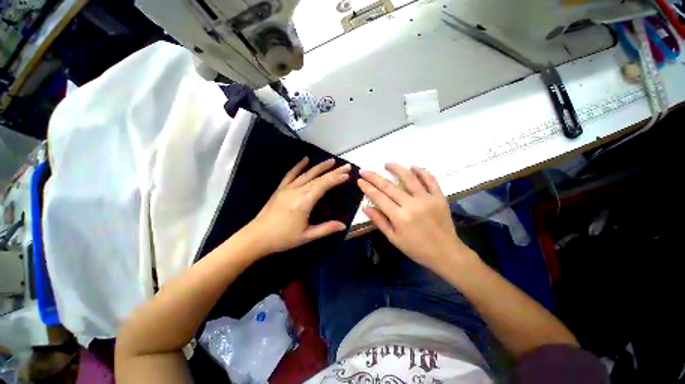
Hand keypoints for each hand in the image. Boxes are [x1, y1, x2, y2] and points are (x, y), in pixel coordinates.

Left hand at [243, 157, 351, 255]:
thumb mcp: (307, 236)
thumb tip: (344, 225)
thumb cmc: (283, 238)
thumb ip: (326, 229)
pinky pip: (290, 174)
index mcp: (305, 201)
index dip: (336, 179)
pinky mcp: (280, 189)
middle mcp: (297, 190)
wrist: (257, 237)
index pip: (324, 185)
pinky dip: (298, 166)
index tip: (347, 175)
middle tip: (346, 166)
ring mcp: (288, 188)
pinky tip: (305, 159)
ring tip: (331, 160)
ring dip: (320, 166)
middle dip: (333, 171)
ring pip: (307, 173)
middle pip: (318, 178)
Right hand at [357, 164, 472, 270]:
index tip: (360, 180)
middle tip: (365, 170)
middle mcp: (412, 205)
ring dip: (397, 168)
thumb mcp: (394, 238)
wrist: (446, 253)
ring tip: (387, 164)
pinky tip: (413, 167)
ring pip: (409, 178)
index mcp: (399, 217)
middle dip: (375, 177)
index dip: (368, 188)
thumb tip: (366, 207)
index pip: (379, 197)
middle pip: (390, 186)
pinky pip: (430, 180)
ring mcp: (427, 199)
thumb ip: (380, 221)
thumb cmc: (416, 248)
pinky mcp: (439, 197)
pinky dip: (422, 171)